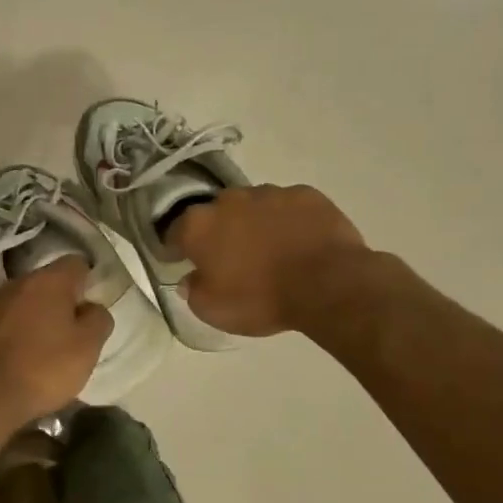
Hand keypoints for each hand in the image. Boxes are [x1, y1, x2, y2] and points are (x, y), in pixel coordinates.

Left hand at [0, 257, 113, 424]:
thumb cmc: (43, 368)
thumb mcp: (87, 347)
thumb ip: (97, 320)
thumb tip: (91, 308)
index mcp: (47, 281)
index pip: (76, 264)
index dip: (87, 282)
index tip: (91, 308)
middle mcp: (15, 284)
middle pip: (45, 284)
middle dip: (58, 304)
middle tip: (70, 335)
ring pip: (20, 305)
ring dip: (32, 320)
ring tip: (41, 352)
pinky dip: (9, 337)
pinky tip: (14, 363)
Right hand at [170, 184, 370, 336]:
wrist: (328, 285)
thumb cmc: (260, 299)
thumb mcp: (213, 310)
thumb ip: (194, 290)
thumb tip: (190, 278)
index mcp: (199, 226)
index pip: (175, 232)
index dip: (178, 247)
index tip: (184, 261)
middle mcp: (229, 200)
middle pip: (216, 213)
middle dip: (220, 231)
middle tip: (232, 258)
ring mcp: (270, 193)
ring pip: (253, 206)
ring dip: (255, 223)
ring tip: (271, 250)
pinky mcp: (306, 194)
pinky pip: (288, 206)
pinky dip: (289, 220)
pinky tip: (299, 242)